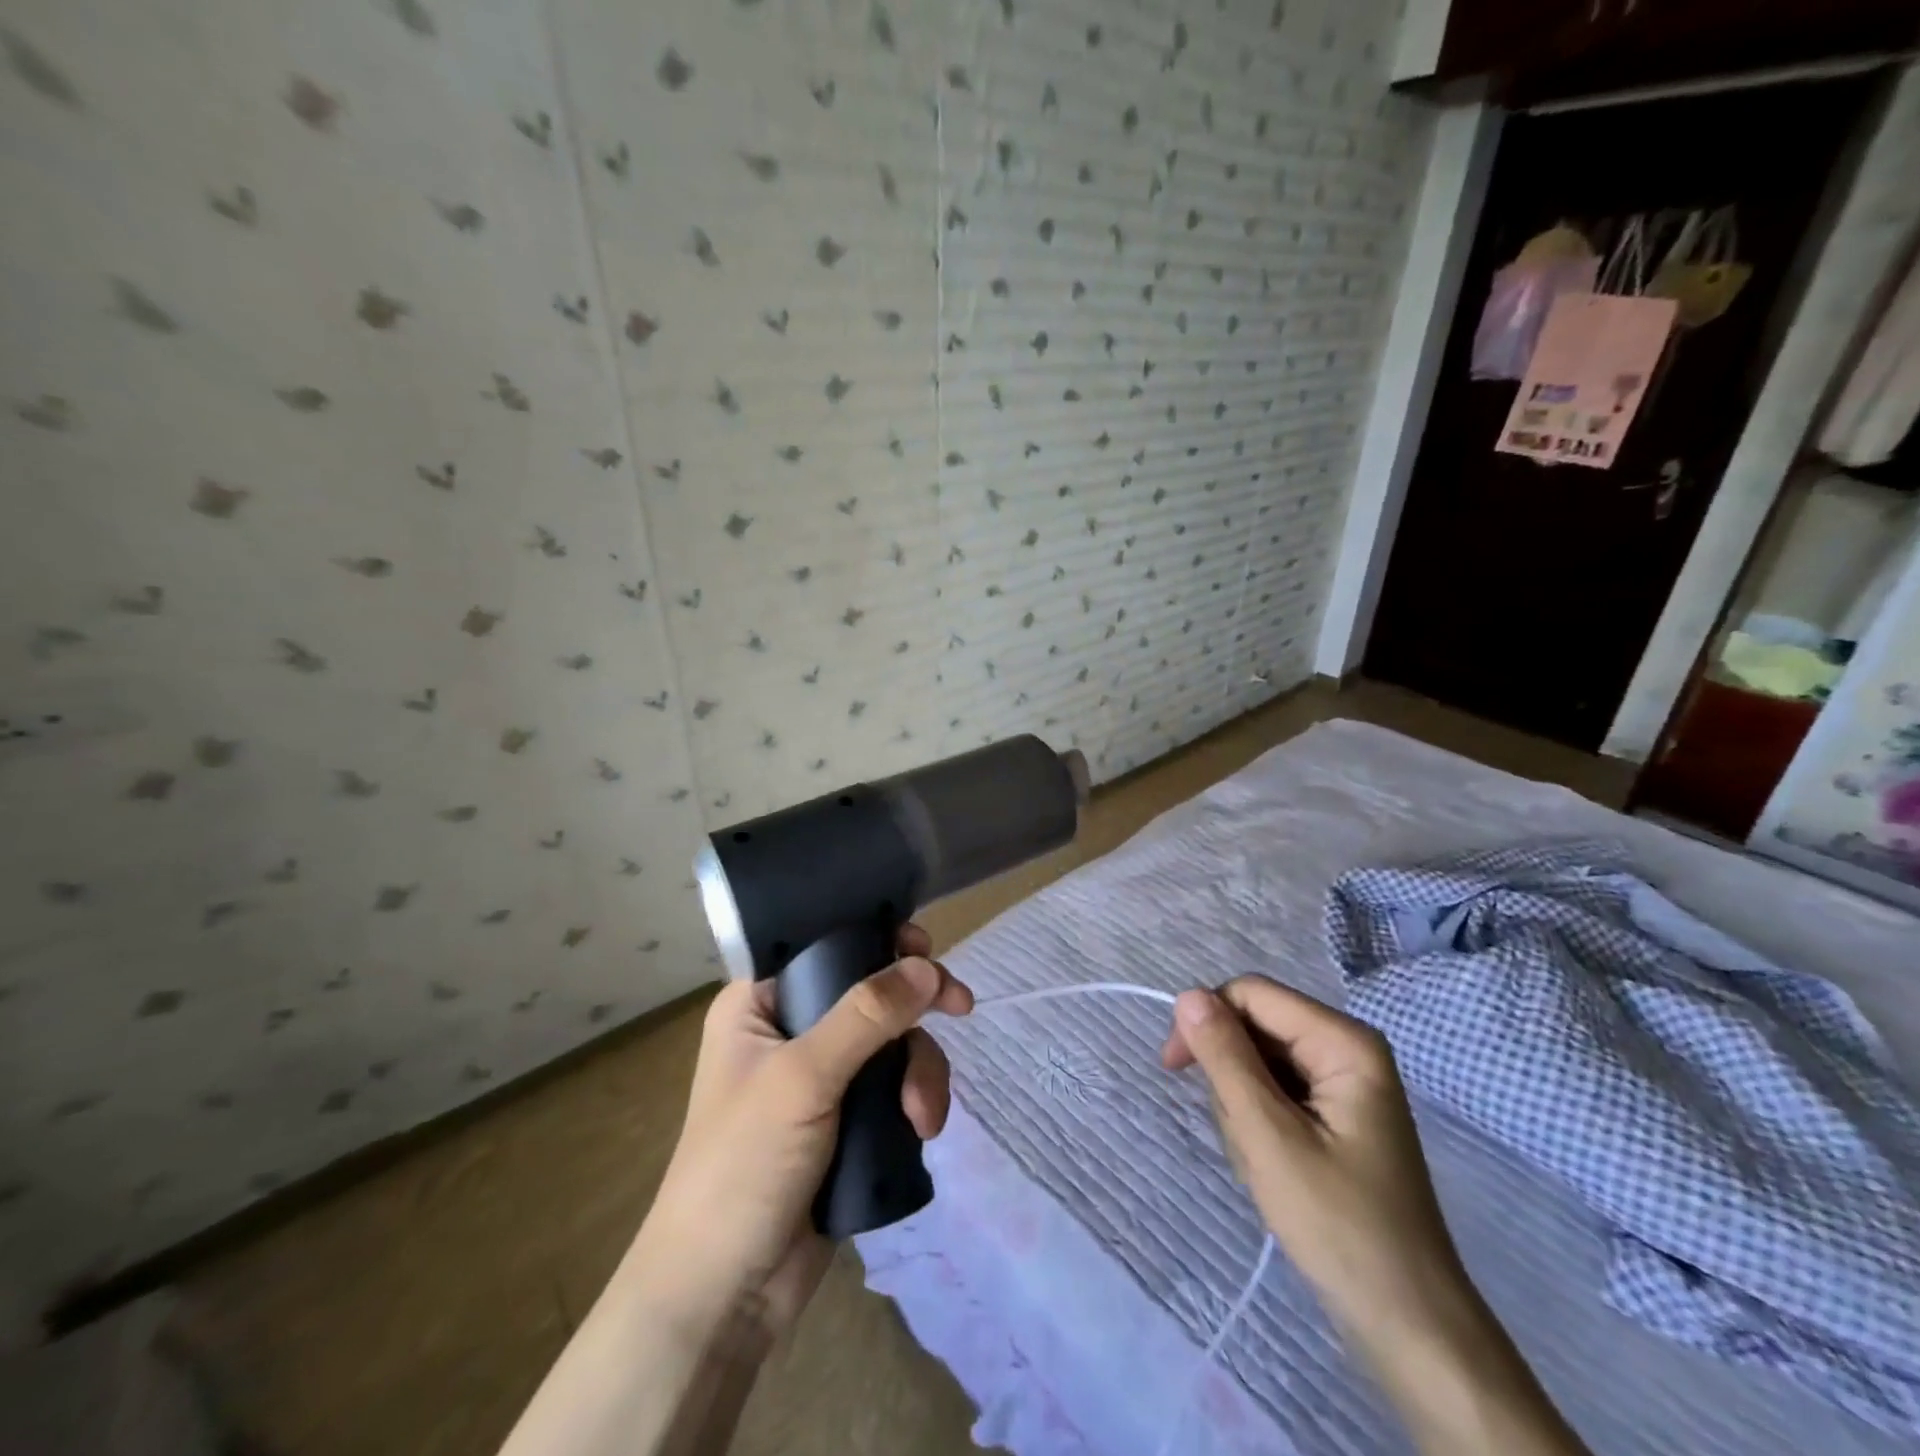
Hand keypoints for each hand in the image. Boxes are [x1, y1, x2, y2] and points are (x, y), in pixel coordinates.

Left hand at [631, 925, 972, 1342]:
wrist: (725, 1295)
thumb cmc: (743, 1166)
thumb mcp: (803, 1078)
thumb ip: (866, 1016)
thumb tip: (927, 966)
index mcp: (760, 1002)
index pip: (825, 943)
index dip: (876, 938)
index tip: (923, 949)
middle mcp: (791, 1028)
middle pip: (871, 991)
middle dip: (914, 1010)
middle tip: (960, 1007)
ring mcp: (822, 1075)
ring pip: (892, 1040)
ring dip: (920, 1070)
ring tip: (922, 1117)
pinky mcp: (848, 1117)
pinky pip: (896, 1083)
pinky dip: (916, 1098)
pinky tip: (922, 1129)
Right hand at [1160, 977, 1468, 1345]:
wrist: (1409, 1327)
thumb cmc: (1339, 1227)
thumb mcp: (1269, 1137)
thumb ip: (1225, 1059)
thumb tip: (1187, 995)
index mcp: (1344, 1042)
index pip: (1251, 994)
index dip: (1205, 1019)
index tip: (1172, 1068)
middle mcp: (1347, 1049)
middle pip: (1256, 1028)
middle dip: (1232, 1078)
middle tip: (1245, 1141)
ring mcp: (1343, 1084)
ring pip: (1259, 1063)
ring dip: (1243, 1109)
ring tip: (1265, 1165)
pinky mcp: (1336, 1115)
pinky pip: (1276, 1093)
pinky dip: (1260, 1125)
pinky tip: (1275, 1168)